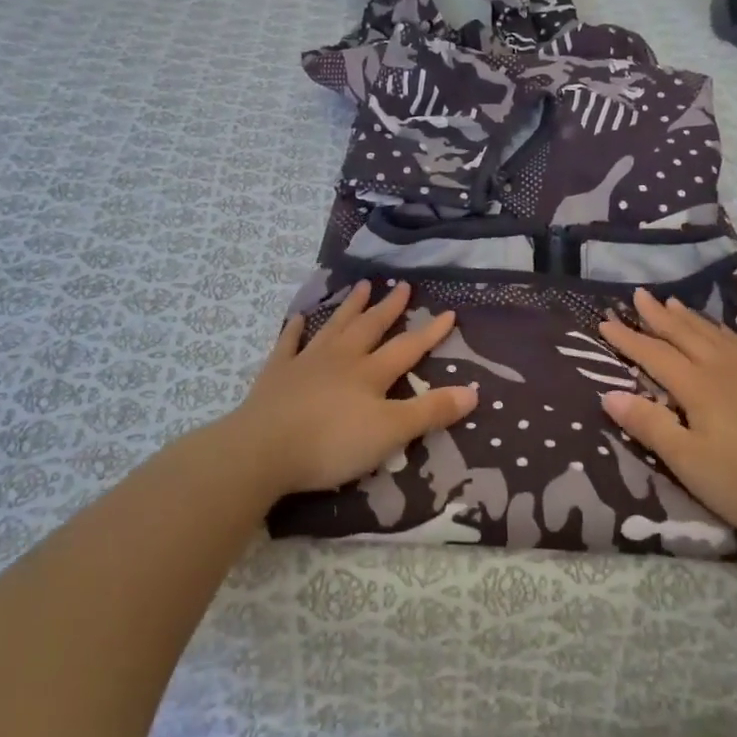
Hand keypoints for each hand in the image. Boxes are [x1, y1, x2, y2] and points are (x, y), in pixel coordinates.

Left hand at [227, 279, 477, 497]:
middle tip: (401, 286)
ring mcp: (306, 363)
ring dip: (349, 308)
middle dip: (388, 308)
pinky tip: (298, 318)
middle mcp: (341, 359)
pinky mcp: (276, 375)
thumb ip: (430, 412)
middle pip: (369, 328)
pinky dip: (294, 330)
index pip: (407, 348)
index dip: (430, 332)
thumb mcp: (391, 433)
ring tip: (361, 287)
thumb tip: (473, 392)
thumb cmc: (332, 443)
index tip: (448, 312)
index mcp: (370, 373)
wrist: (263, 450)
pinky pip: (288, 345)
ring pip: (333, 328)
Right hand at [598, 288, 736, 542]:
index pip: (654, 354)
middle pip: (685, 334)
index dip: (628, 339)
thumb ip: (649, 425)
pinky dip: (721, 331)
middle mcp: (725, 369)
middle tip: (639, 295)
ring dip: (690, 318)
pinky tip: (722, 334)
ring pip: (715, 334)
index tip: (605, 322)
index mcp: (698, 386)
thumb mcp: (687, 461)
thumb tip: (610, 394)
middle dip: (658, 315)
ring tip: (674, 303)